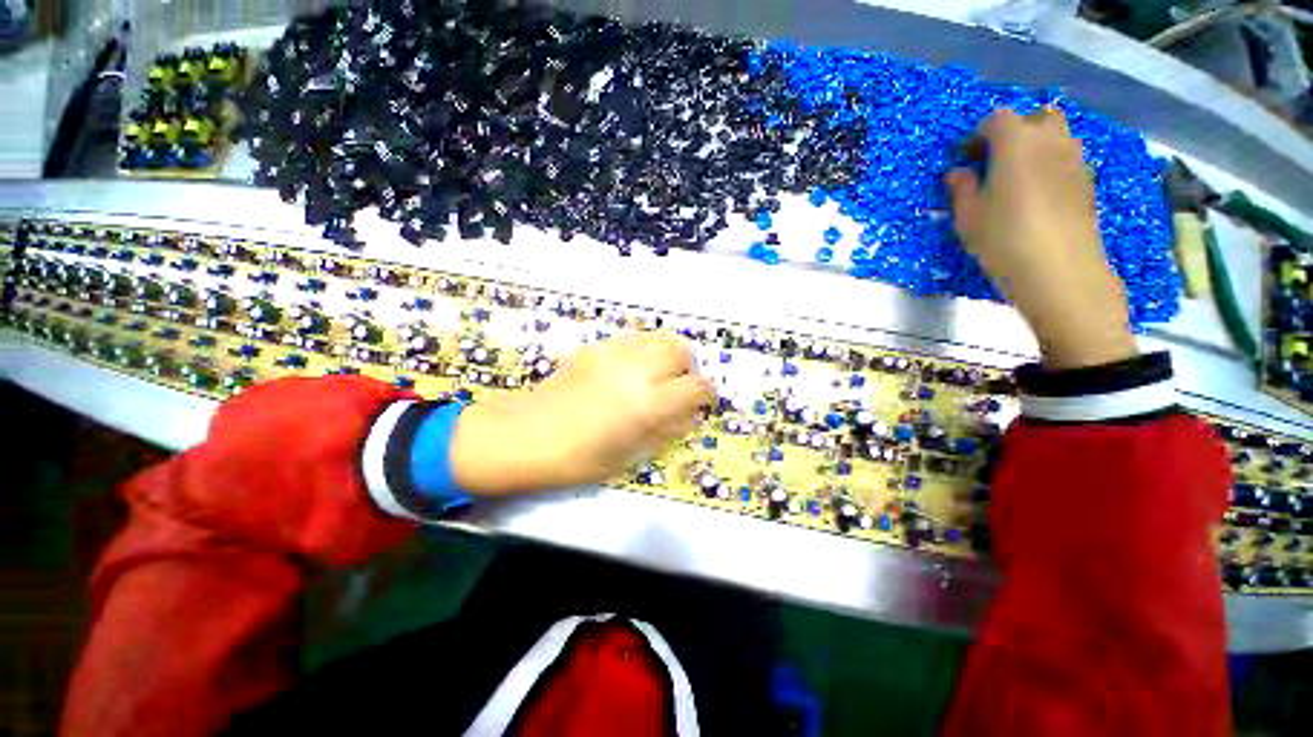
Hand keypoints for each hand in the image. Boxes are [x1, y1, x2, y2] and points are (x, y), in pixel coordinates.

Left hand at [449, 332, 713, 494]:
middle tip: (677, 385)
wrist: (524, 435)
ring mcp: (613, 354)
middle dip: (687, 367)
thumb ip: (665, 431)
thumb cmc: (577, 458)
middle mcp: (636, 371)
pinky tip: (630, 368)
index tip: (700, 400)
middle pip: (680, 351)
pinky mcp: (595, 347)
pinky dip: (643, 350)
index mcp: (647, 404)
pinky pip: (632, 339)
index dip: (704, 393)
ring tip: (656, 373)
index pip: (695, 386)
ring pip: (657, 338)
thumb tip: (688, 415)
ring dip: (665, 354)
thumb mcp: (629, 455)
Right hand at [947, 107, 1136, 369]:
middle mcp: (1050, 141)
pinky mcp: (1087, 181)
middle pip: (1037, 117)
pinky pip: (1068, 158)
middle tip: (996, 161)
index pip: (997, 119)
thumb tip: (959, 172)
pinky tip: (1039, 193)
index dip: (978, 134)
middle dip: (1016, 131)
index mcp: (1016, 143)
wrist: (1059, 269)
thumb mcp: (968, 217)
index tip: (966, 158)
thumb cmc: (1004, 239)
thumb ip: (962, 188)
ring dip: (1037, 145)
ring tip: (1018, 177)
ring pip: (1058, 136)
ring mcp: (1074, 160)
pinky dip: (1052, 164)